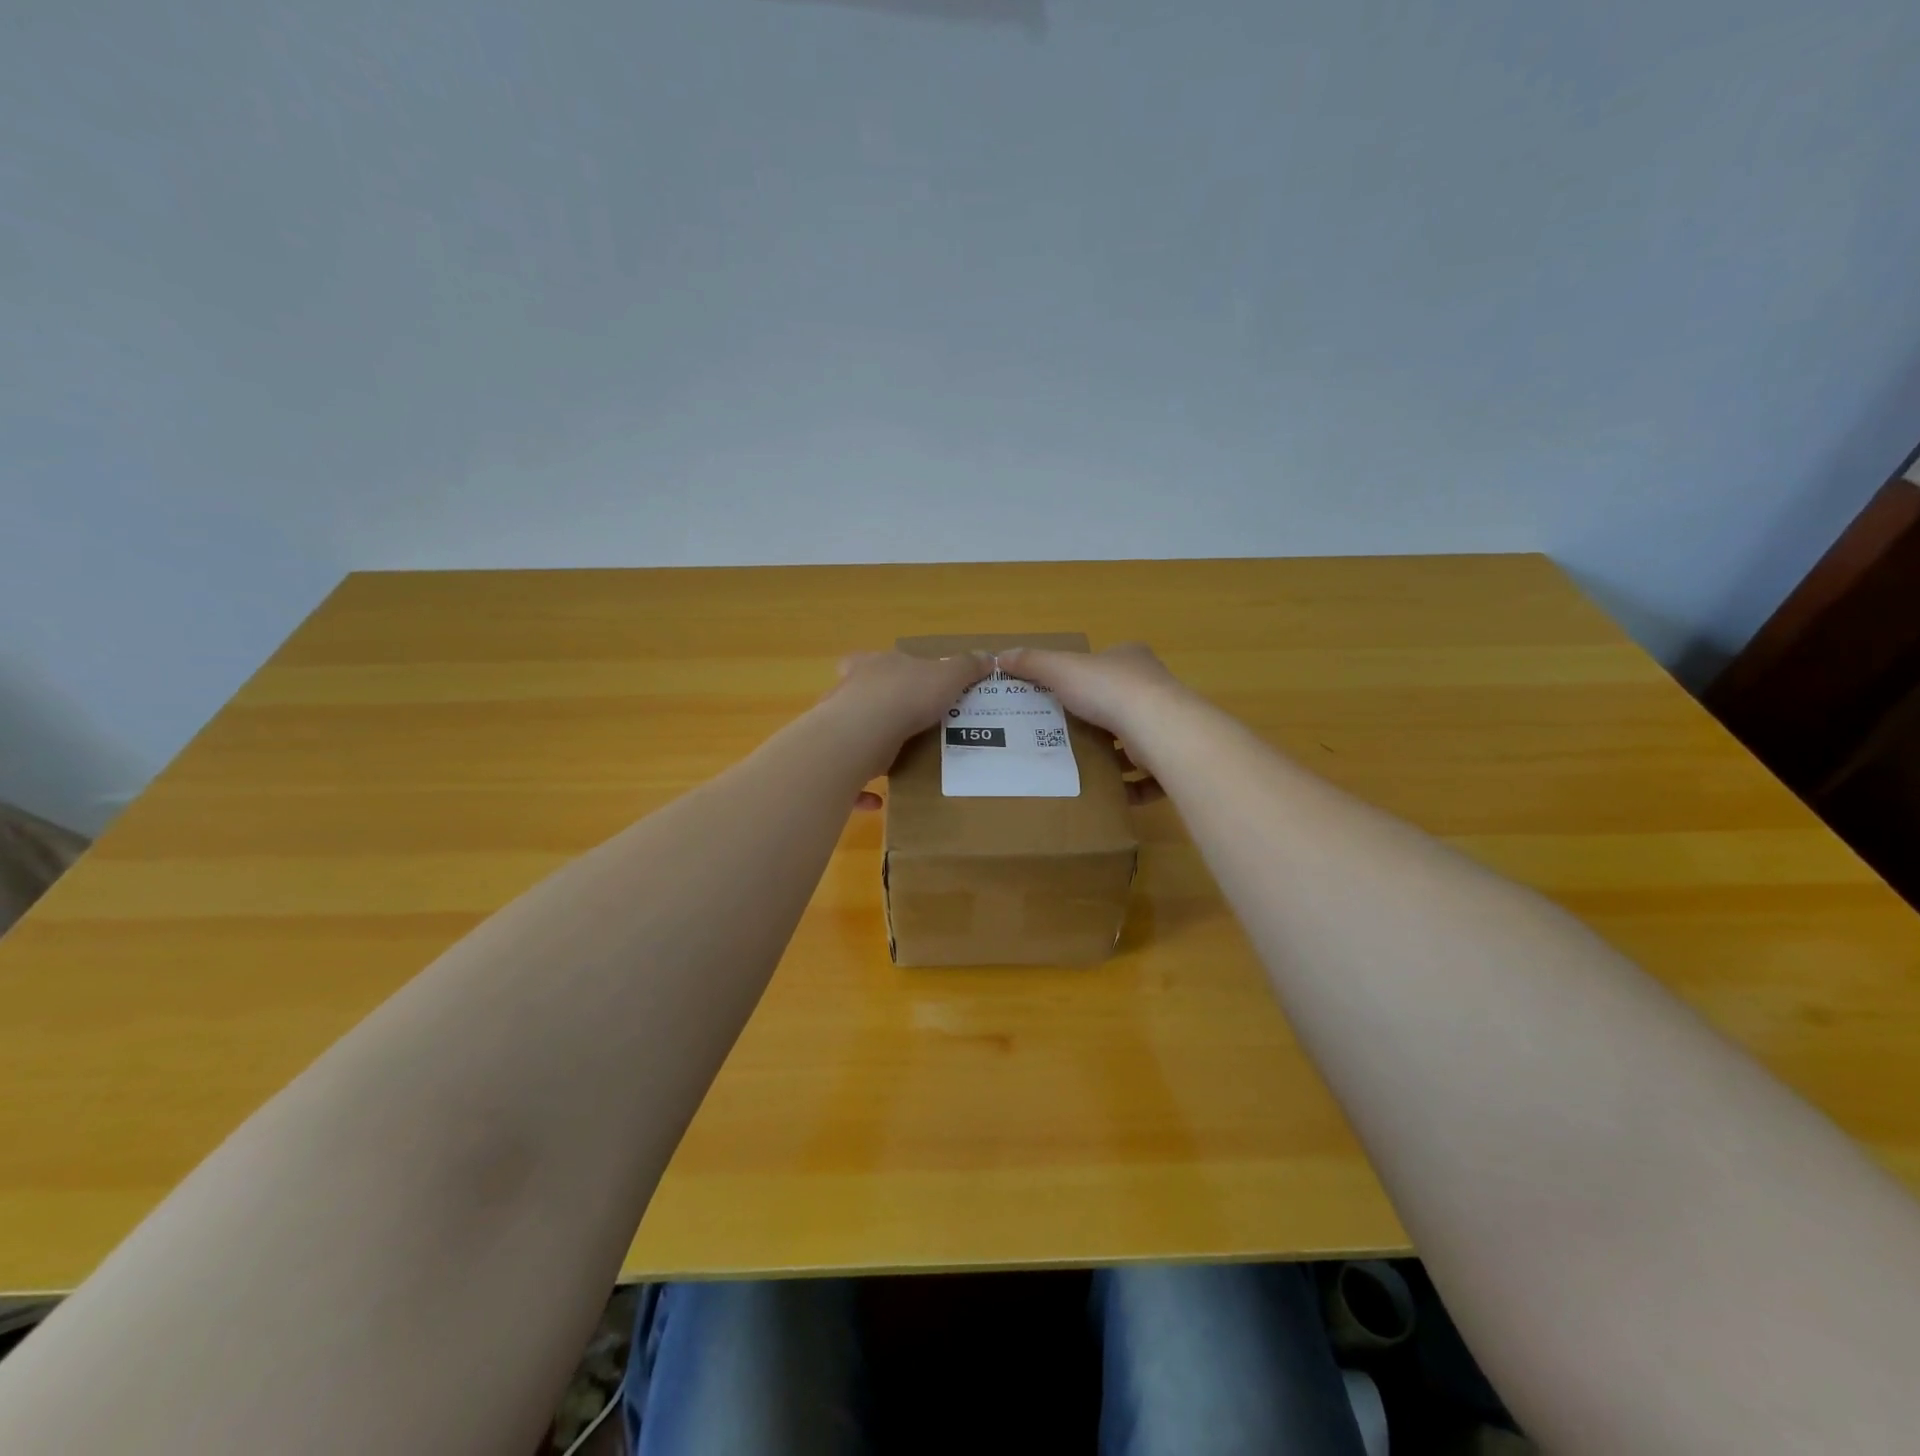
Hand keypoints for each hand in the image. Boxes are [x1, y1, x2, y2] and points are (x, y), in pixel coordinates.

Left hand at [821, 650, 988, 800]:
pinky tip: (879, 802)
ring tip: (895, 764)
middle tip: (903, 726)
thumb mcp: (947, 676)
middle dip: (876, 710)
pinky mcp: (836, 759)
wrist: (862, 732)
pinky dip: (861, 790)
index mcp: (874, 666)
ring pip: (851, 736)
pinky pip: (848, 776)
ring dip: (868, 748)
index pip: (871, 660)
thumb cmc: (906, 695)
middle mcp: (850, 692)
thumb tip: (988, 657)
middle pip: (859, 697)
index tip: (897, 682)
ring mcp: (838, 725)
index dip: (883, 670)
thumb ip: (966, 668)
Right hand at [999, 643, 1190, 797]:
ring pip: (1137, 740)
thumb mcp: (1060, 668)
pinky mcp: (1171, 756)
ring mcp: (1166, 723)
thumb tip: (1000, 656)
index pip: (1108, 663)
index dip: (1087, 676)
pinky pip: (1150, 775)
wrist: (1157, 727)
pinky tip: (1110, 794)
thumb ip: (1032, 663)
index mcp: (1131, 660)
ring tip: (1083, 767)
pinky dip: (1132, 787)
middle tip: (1065, 736)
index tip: (1064, 696)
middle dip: (1097, 720)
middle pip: (1121, 703)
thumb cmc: (1108, 690)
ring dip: (1115, 756)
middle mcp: (1154, 688)